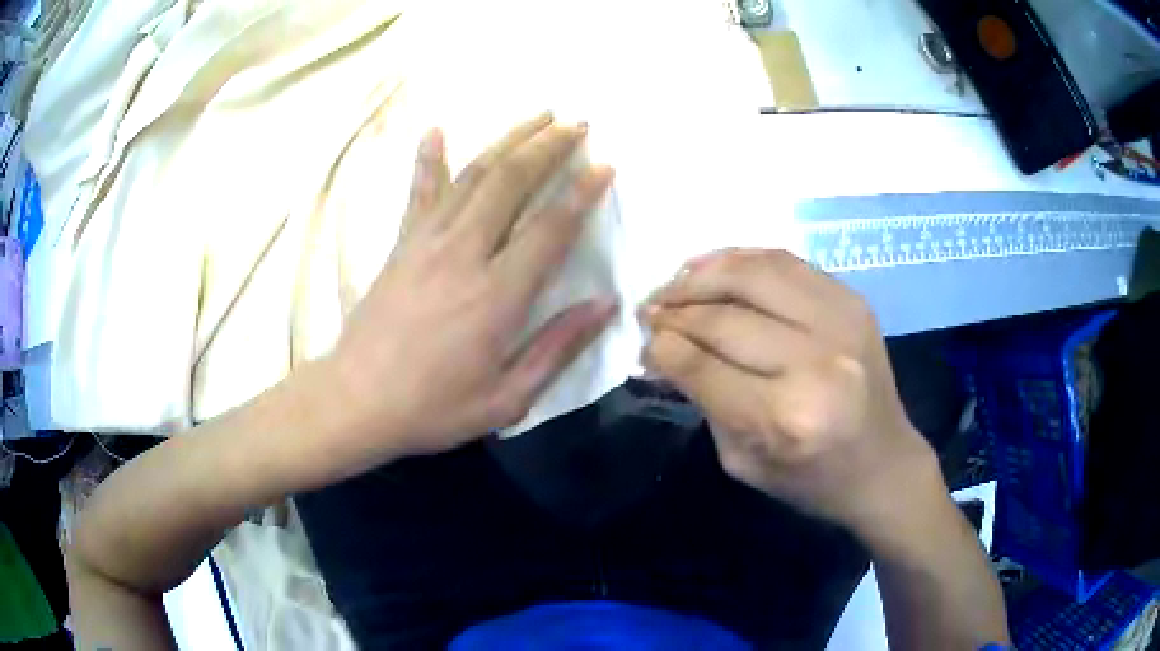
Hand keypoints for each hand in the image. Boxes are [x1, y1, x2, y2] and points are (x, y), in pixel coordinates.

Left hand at [326, 114, 616, 460]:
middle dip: (548, 147)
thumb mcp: (507, 398)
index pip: (550, 227)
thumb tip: (605, 305)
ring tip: (538, 117)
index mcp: (497, 294)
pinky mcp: (401, 244)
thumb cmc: (433, 407)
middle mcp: (464, 254)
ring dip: (508, 140)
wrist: (356, 401)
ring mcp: (427, 242)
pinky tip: (435, 130)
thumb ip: (557, 347)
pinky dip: (427, 158)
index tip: (605, 165)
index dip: (582, 192)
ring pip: (473, 175)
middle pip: (511, 182)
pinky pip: (419, 192)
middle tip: (577, 124)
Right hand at [640, 249, 940, 536]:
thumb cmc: (810, 479)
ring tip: (675, 284)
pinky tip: (714, 268)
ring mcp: (840, 322)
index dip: (661, 345)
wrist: (884, 464)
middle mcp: (815, 362)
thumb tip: (662, 350)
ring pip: (752, 273)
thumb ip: (703, 401)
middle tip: (649, 310)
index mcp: (784, 417)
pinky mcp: (853, 300)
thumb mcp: (742, 461)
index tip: (642, 339)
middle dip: (674, 309)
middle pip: (723, 316)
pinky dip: (740, 258)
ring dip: (701, 274)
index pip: (701, 364)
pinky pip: (785, 261)